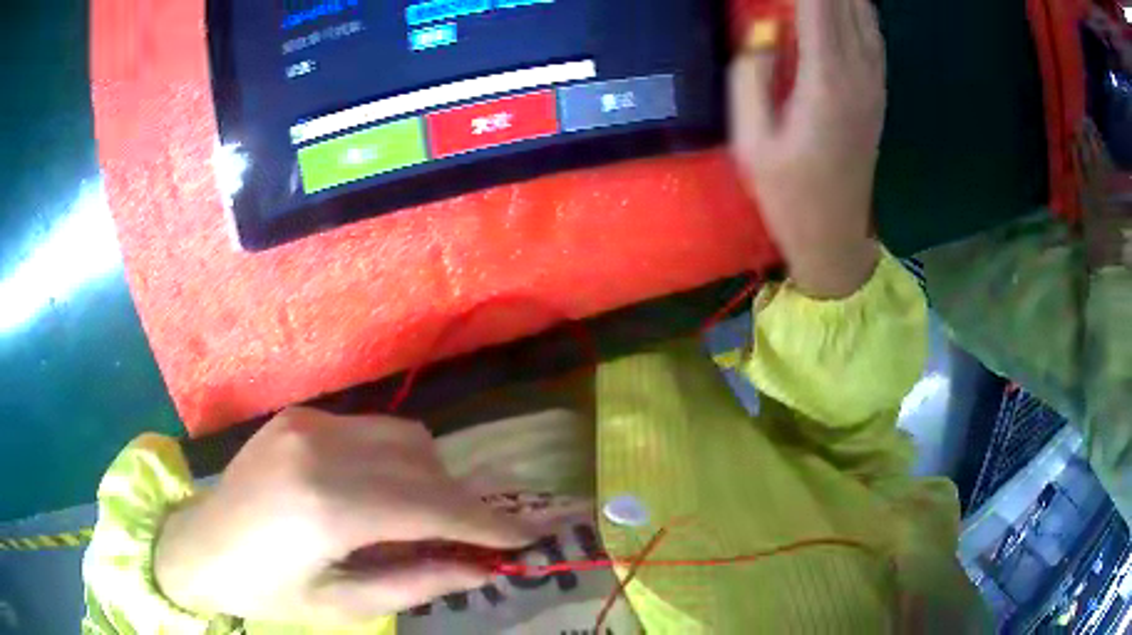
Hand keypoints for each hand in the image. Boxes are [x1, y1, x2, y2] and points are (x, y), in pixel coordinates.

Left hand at [154, 408, 535, 624]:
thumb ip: (416, 583)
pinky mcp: (300, 416)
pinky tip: (378, 492)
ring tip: (422, 517)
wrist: (199, 546)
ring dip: (430, 476)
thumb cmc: (268, 590)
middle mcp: (321, 451)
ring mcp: (308, 424)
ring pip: (404, 436)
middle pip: (425, 463)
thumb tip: (481, 569)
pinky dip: (394, 460)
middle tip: (475, 537)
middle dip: (461, 501)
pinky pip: (371, 430)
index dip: (486, 523)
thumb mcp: (344, 605)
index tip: (527, 536)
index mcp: (326, 508)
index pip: (431, 508)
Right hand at [731, 0, 885, 297]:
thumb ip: (752, 76)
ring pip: (865, 12)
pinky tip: (843, 3)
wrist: (835, 235)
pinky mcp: (877, 91)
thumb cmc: (788, 194)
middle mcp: (859, 73)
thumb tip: (766, 31)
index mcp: (826, 82)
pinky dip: (856, 7)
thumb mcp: (752, 140)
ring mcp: (874, 82)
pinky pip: (872, 32)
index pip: (818, 4)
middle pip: (848, 2)